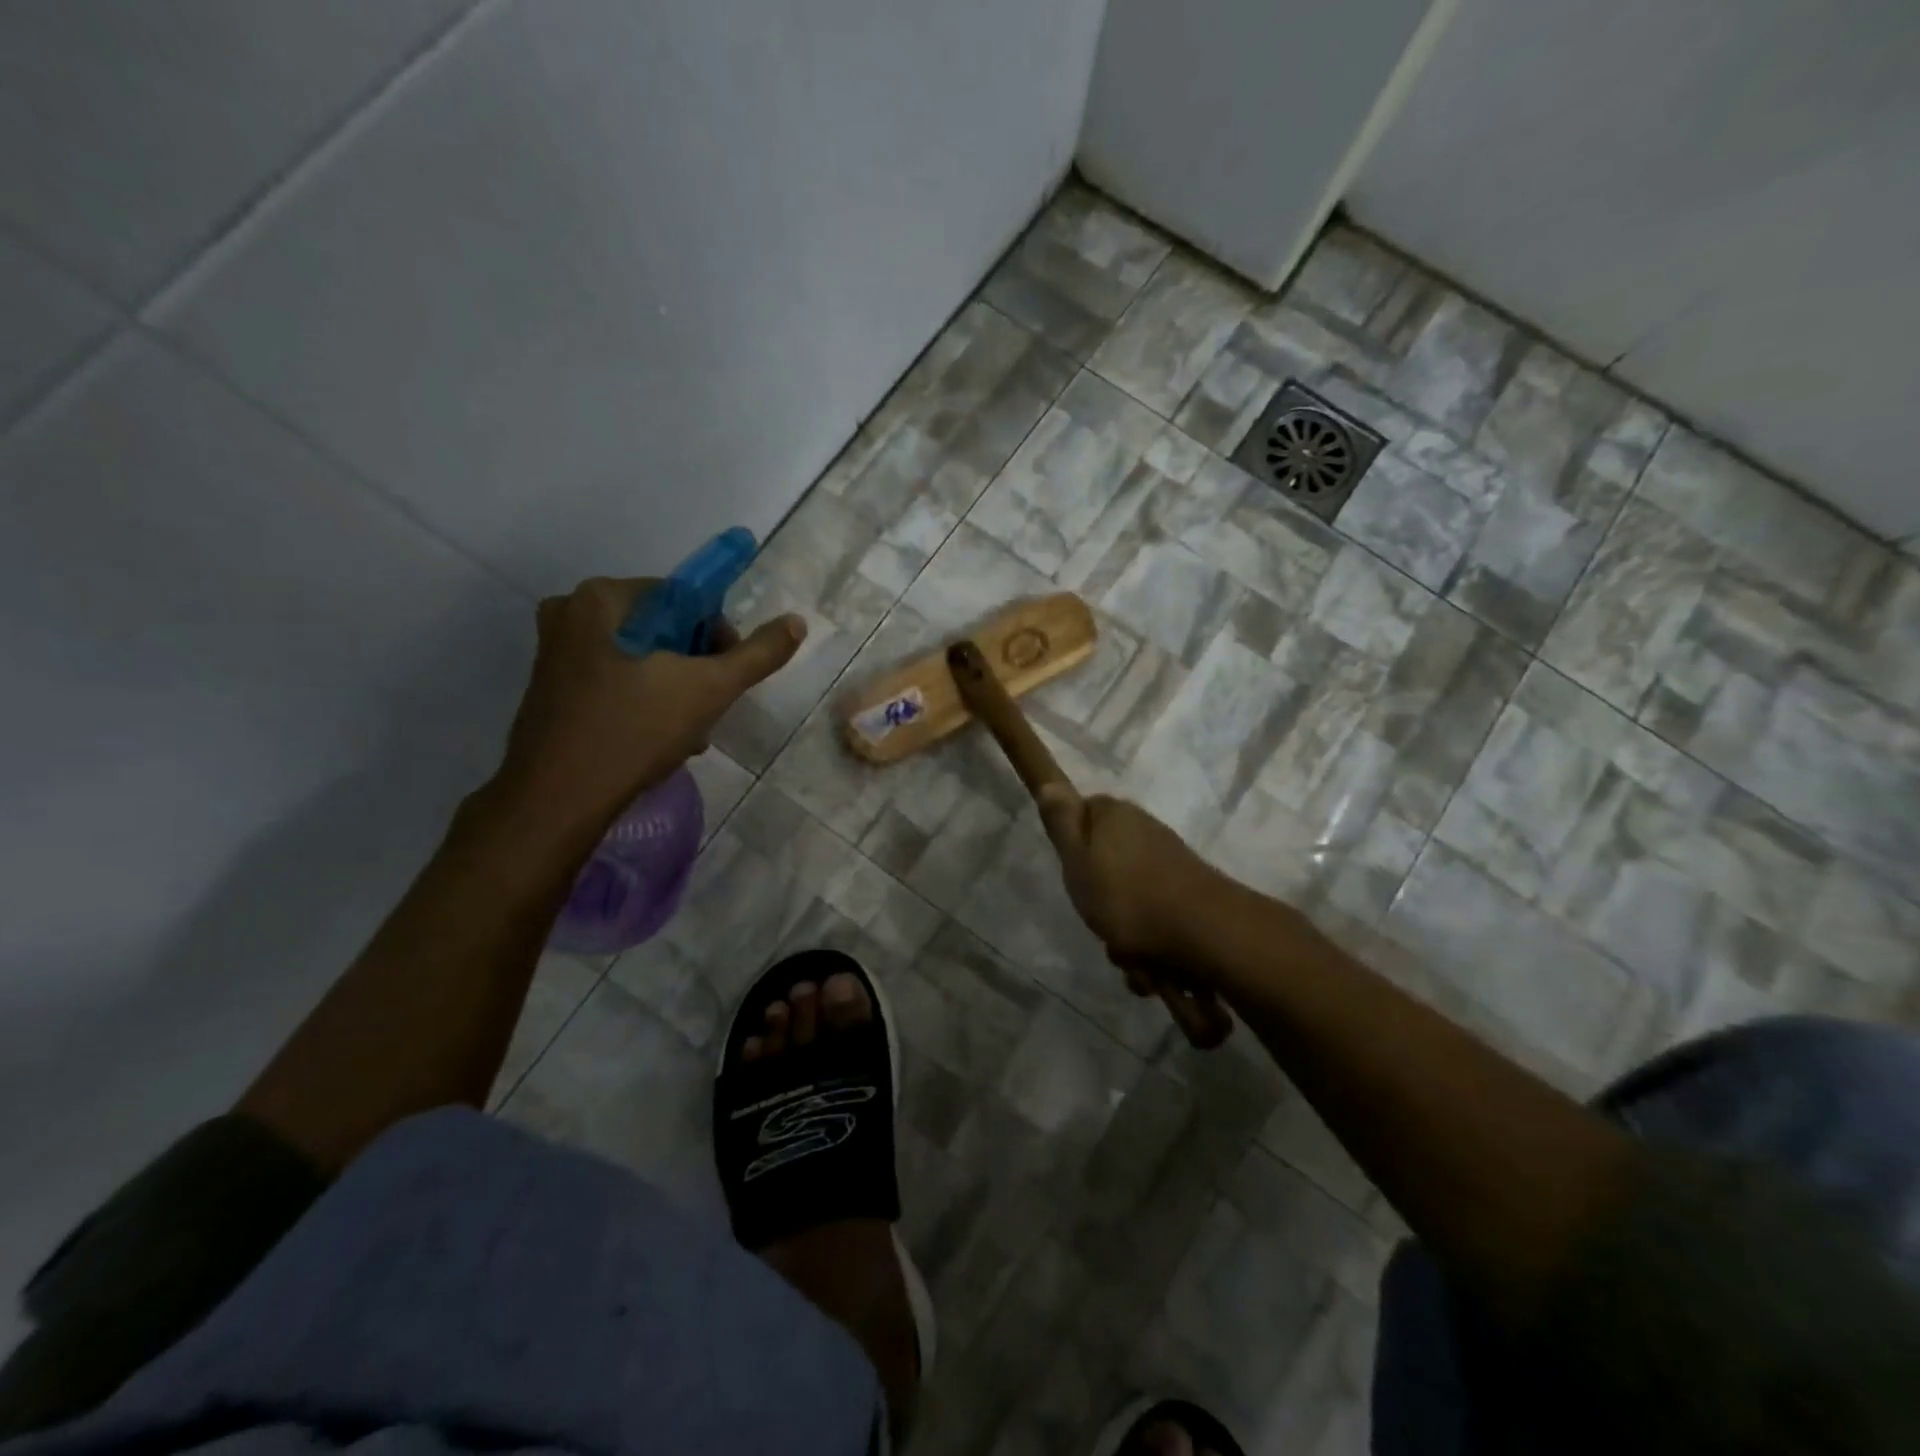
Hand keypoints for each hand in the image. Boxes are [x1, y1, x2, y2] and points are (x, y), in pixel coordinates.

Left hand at [490, 576, 804, 836]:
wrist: (557, 801)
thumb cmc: (633, 731)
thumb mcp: (709, 689)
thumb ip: (757, 654)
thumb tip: (796, 621)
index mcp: (602, 598)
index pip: (684, 598)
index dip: (718, 636)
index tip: (728, 677)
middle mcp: (571, 613)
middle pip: (663, 629)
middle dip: (696, 668)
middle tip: (711, 708)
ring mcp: (556, 653)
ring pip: (641, 659)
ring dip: (675, 690)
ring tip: (690, 733)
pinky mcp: (553, 690)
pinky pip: (616, 681)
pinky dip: (644, 702)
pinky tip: (660, 739)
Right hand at [1035, 786, 1224, 968]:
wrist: (1206, 933)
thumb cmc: (1128, 897)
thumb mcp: (1077, 861)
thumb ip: (1061, 823)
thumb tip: (1049, 778)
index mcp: (1114, 814)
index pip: (1082, 813)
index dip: (1072, 843)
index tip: (1071, 871)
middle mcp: (1143, 828)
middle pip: (1106, 860)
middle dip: (1099, 899)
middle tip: (1097, 920)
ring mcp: (1169, 860)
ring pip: (1130, 895)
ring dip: (1124, 932)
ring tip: (1128, 955)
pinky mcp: (1188, 890)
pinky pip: (1155, 916)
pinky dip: (1149, 943)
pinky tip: (1151, 966)